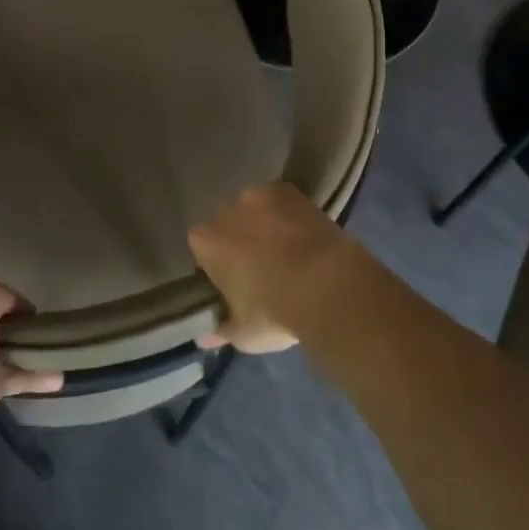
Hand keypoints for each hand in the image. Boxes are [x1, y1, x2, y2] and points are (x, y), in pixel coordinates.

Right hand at [188, 183, 358, 353]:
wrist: (326, 286)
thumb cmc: (274, 312)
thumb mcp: (244, 334)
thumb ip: (222, 331)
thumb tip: (204, 338)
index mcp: (205, 241)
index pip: (202, 249)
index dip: (217, 265)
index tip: (233, 284)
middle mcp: (225, 211)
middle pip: (227, 225)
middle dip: (239, 241)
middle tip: (261, 269)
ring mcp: (258, 196)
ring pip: (255, 211)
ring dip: (264, 225)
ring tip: (288, 251)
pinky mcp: (289, 190)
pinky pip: (282, 202)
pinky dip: (289, 215)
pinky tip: (304, 235)